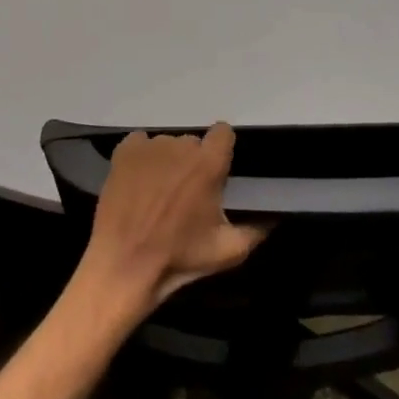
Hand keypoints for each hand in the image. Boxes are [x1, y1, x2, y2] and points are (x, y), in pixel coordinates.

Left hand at [78, 124, 267, 316]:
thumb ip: (257, 229)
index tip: (218, 169)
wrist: (125, 264)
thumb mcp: (229, 252)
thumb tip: (274, 216)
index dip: (222, 150)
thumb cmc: (179, 258)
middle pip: (194, 143)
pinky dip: (142, 156)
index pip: (223, 133)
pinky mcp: (124, 152)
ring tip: (160, 190)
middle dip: (194, 162)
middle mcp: (180, 146)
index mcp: (208, 164)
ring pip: (167, 144)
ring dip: (168, 161)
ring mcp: (149, 146)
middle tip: (189, 192)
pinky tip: (139, 179)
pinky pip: (140, 142)